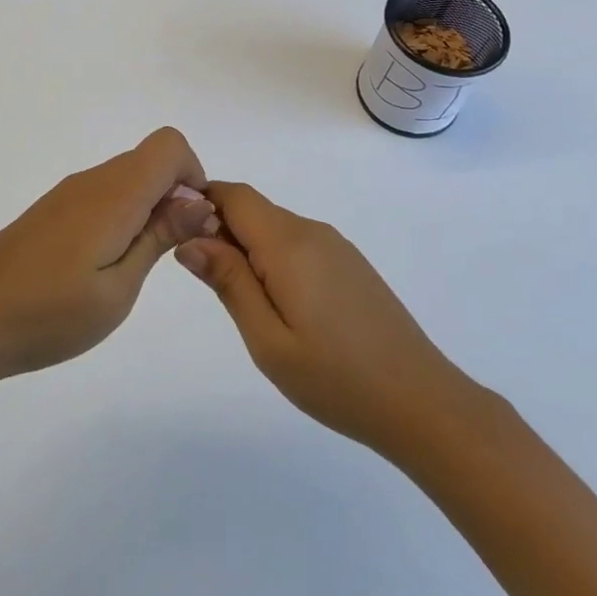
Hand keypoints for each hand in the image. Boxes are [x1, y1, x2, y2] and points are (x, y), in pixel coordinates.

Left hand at [0, 128, 216, 384]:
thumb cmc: (49, 314)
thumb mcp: (118, 288)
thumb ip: (159, 237)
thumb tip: (199, 202)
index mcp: (114, 193)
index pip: (169, 145)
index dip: (193, 176)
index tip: (191, 224)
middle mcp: (92, 181)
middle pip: (150, 160)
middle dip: (174, 196)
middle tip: (168, 254)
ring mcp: (67, 194)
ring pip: (126, 178)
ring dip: (147, 209)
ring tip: (133, 268)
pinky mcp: (51, 210)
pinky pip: (102, 195)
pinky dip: (120, 217)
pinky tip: (101, 266)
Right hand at [175, 182, 464, 456]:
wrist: (420, 400)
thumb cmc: (335, 377)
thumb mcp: (267, 339)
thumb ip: (228, 282)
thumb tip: (189, 239)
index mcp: (288, 244)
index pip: (233, 195)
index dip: (200, 201)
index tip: (176, 233)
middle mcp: (312, 231)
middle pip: (253, 209)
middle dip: (219, 229)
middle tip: (204, 281)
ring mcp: (335, 246)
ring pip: (275, 228)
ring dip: (246, 247)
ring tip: (240, 300)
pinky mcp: (349, 264)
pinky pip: (298, 245)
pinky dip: (273, 259)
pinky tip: (279, 304)